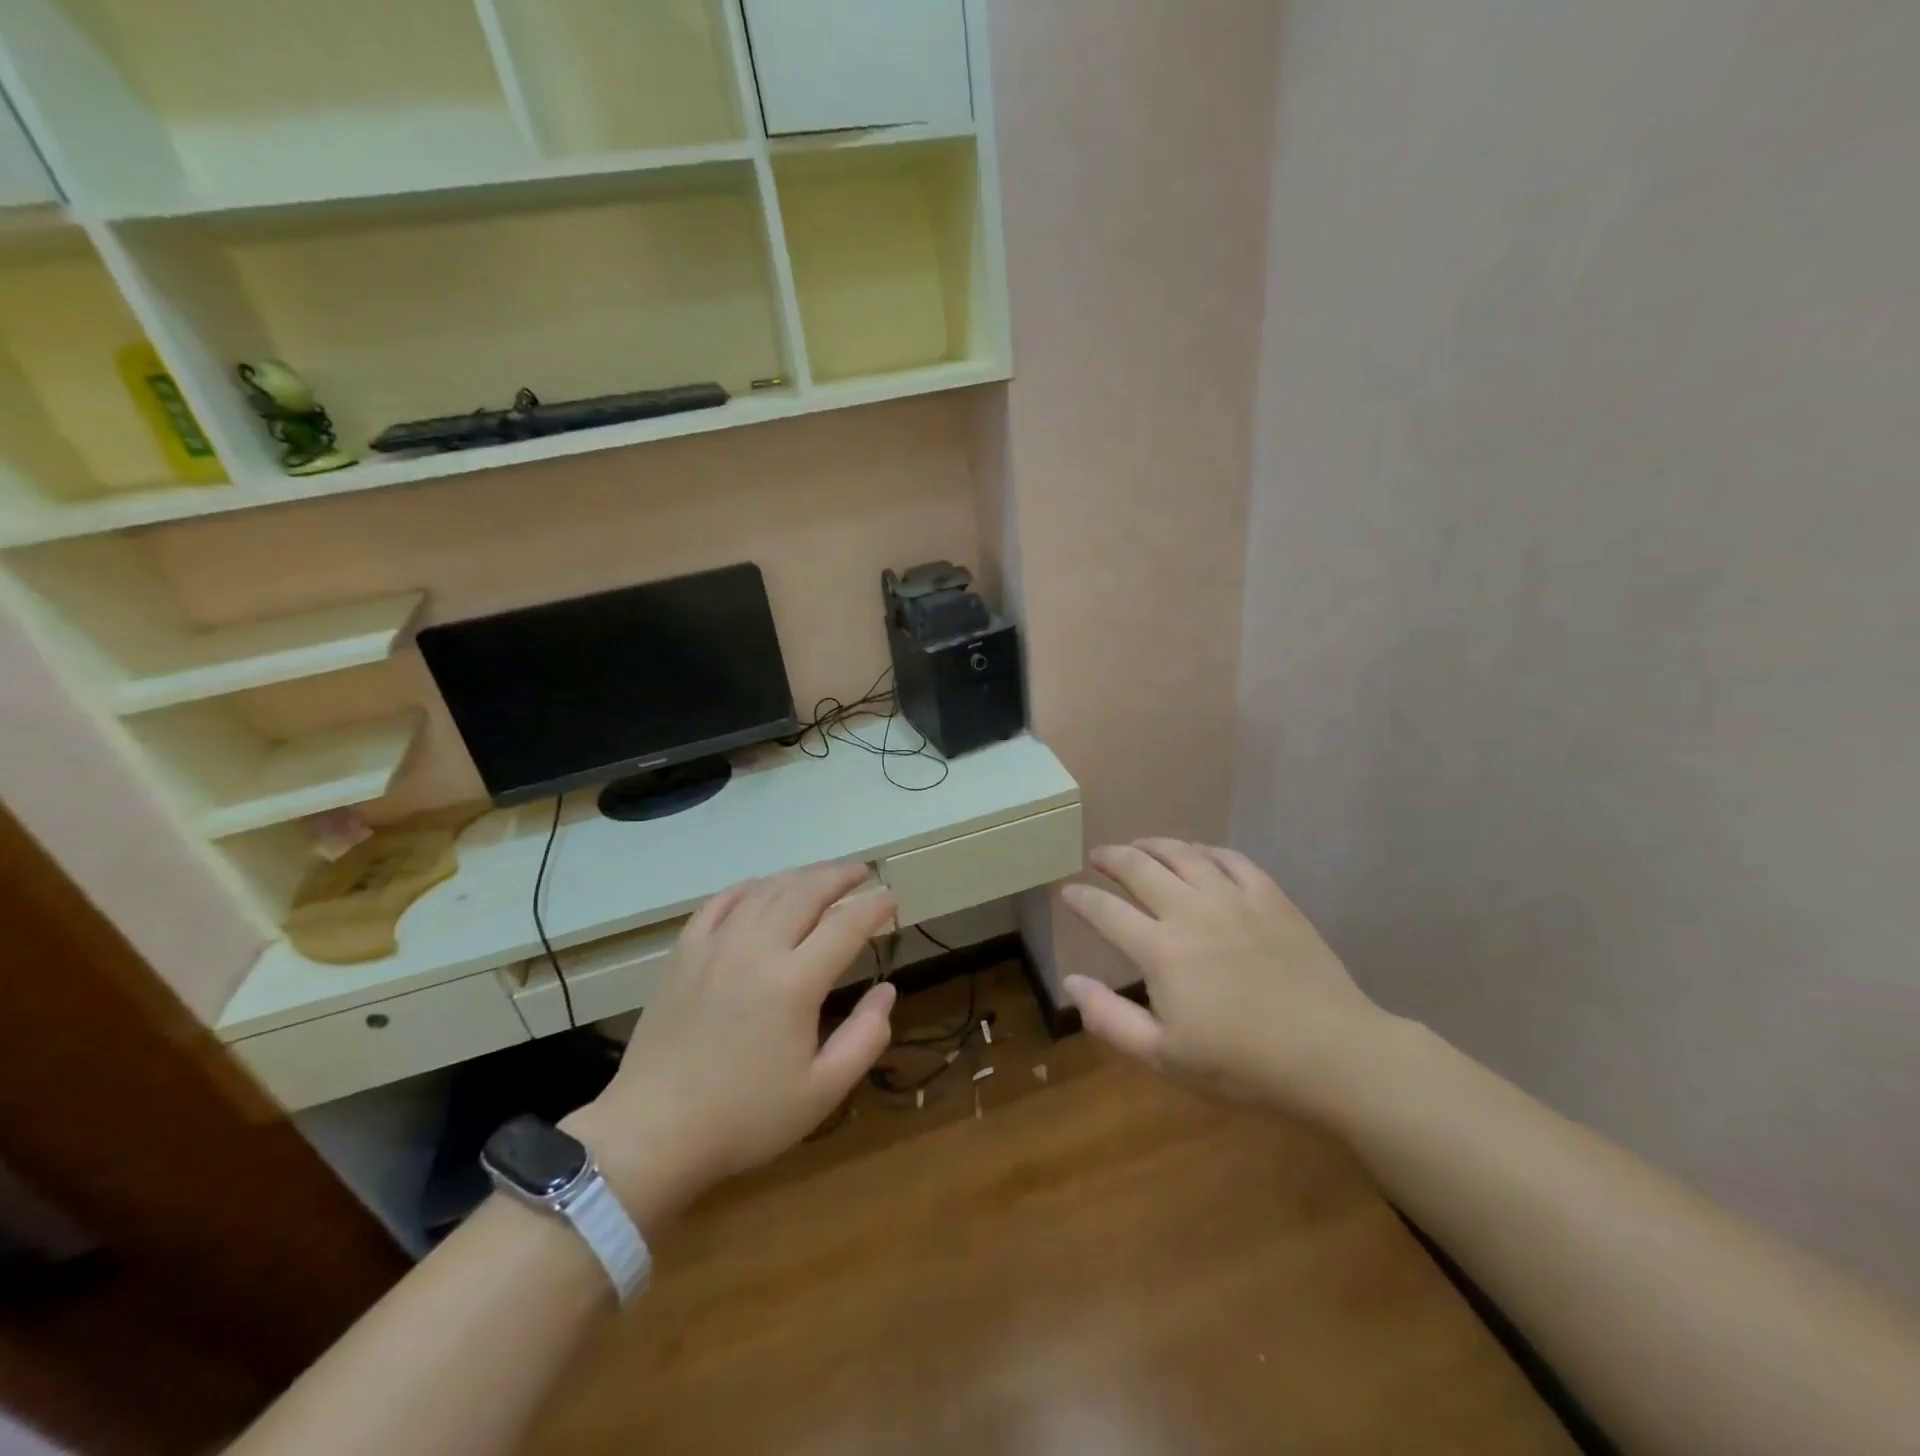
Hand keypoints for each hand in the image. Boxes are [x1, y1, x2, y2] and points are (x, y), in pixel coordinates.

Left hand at [563, 864, 897, 1226]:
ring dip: (800, 876)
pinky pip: (719, 902)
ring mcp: (715, 946)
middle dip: (839, 876)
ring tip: (822, 876)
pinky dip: (748, 887)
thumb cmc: (744, 1117)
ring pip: (765, 890)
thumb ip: (865, 1038)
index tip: (891, 898)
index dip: (874, 906)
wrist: (653, 1133)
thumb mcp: (821, 1092)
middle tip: (862, 873)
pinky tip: (761, 886)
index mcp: (794, 983)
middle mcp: (756, 950)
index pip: (845, 925)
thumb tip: (887, 991)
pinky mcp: (684, 953)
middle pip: (805, 892)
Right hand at [1059, 840, 1396, 1120]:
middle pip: (1139, 868)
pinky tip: (1198, 853)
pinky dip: (1205, 850)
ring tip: (1139, 845)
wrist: (1333, 1055)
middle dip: (1111, 858)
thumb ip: (1110, 1018)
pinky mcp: (1271, 897)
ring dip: (1153, 845)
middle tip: (1098, 856)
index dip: (1081, 899)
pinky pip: (1230, 859)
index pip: (1105, 911)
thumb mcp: (1165, 1057)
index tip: (1066, 891)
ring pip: (1183, 853)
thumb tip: (1070, 981)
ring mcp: (1233, 898)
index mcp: (1160, 950)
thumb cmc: (1243, 1065)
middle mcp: (1191, 910)